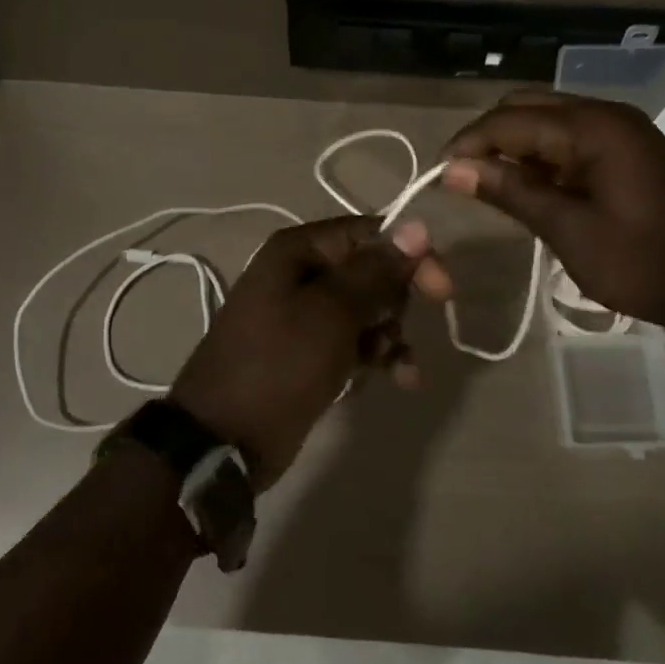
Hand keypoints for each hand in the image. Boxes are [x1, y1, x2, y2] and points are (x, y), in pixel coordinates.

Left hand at [169, 216, 451, 488]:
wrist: (223, 438)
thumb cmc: (278, 363)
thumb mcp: (331, 313)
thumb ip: (376, 270)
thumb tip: (416, 225)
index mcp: (299, 250)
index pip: (369, 233)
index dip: (409, 256)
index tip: (441, 291)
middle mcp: (301, 273)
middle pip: (370, 271)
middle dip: (396, 301)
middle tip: (402, 331)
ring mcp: (304, 314)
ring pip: (367, 310)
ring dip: (391, 335)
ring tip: (398, 367)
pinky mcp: (309, 351)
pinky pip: (355, 341)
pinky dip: (378, 356)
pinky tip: (397, 379)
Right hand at [439, 91, 664, 338]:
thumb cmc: (644, 263)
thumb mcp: (568, 230)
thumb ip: (510, 191)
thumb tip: (453, 170)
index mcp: (593, 127)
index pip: (510, 120)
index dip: (468, 144)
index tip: (438, 175)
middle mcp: (607, 115)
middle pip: (529, 107)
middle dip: (489, 138)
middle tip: (462, 178)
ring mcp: (624, 131)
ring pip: (550, 121)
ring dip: (516, 146)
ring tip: (490, 185)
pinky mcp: (632, 150)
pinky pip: (573, 139)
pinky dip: (544, 156)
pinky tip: (531, 186)